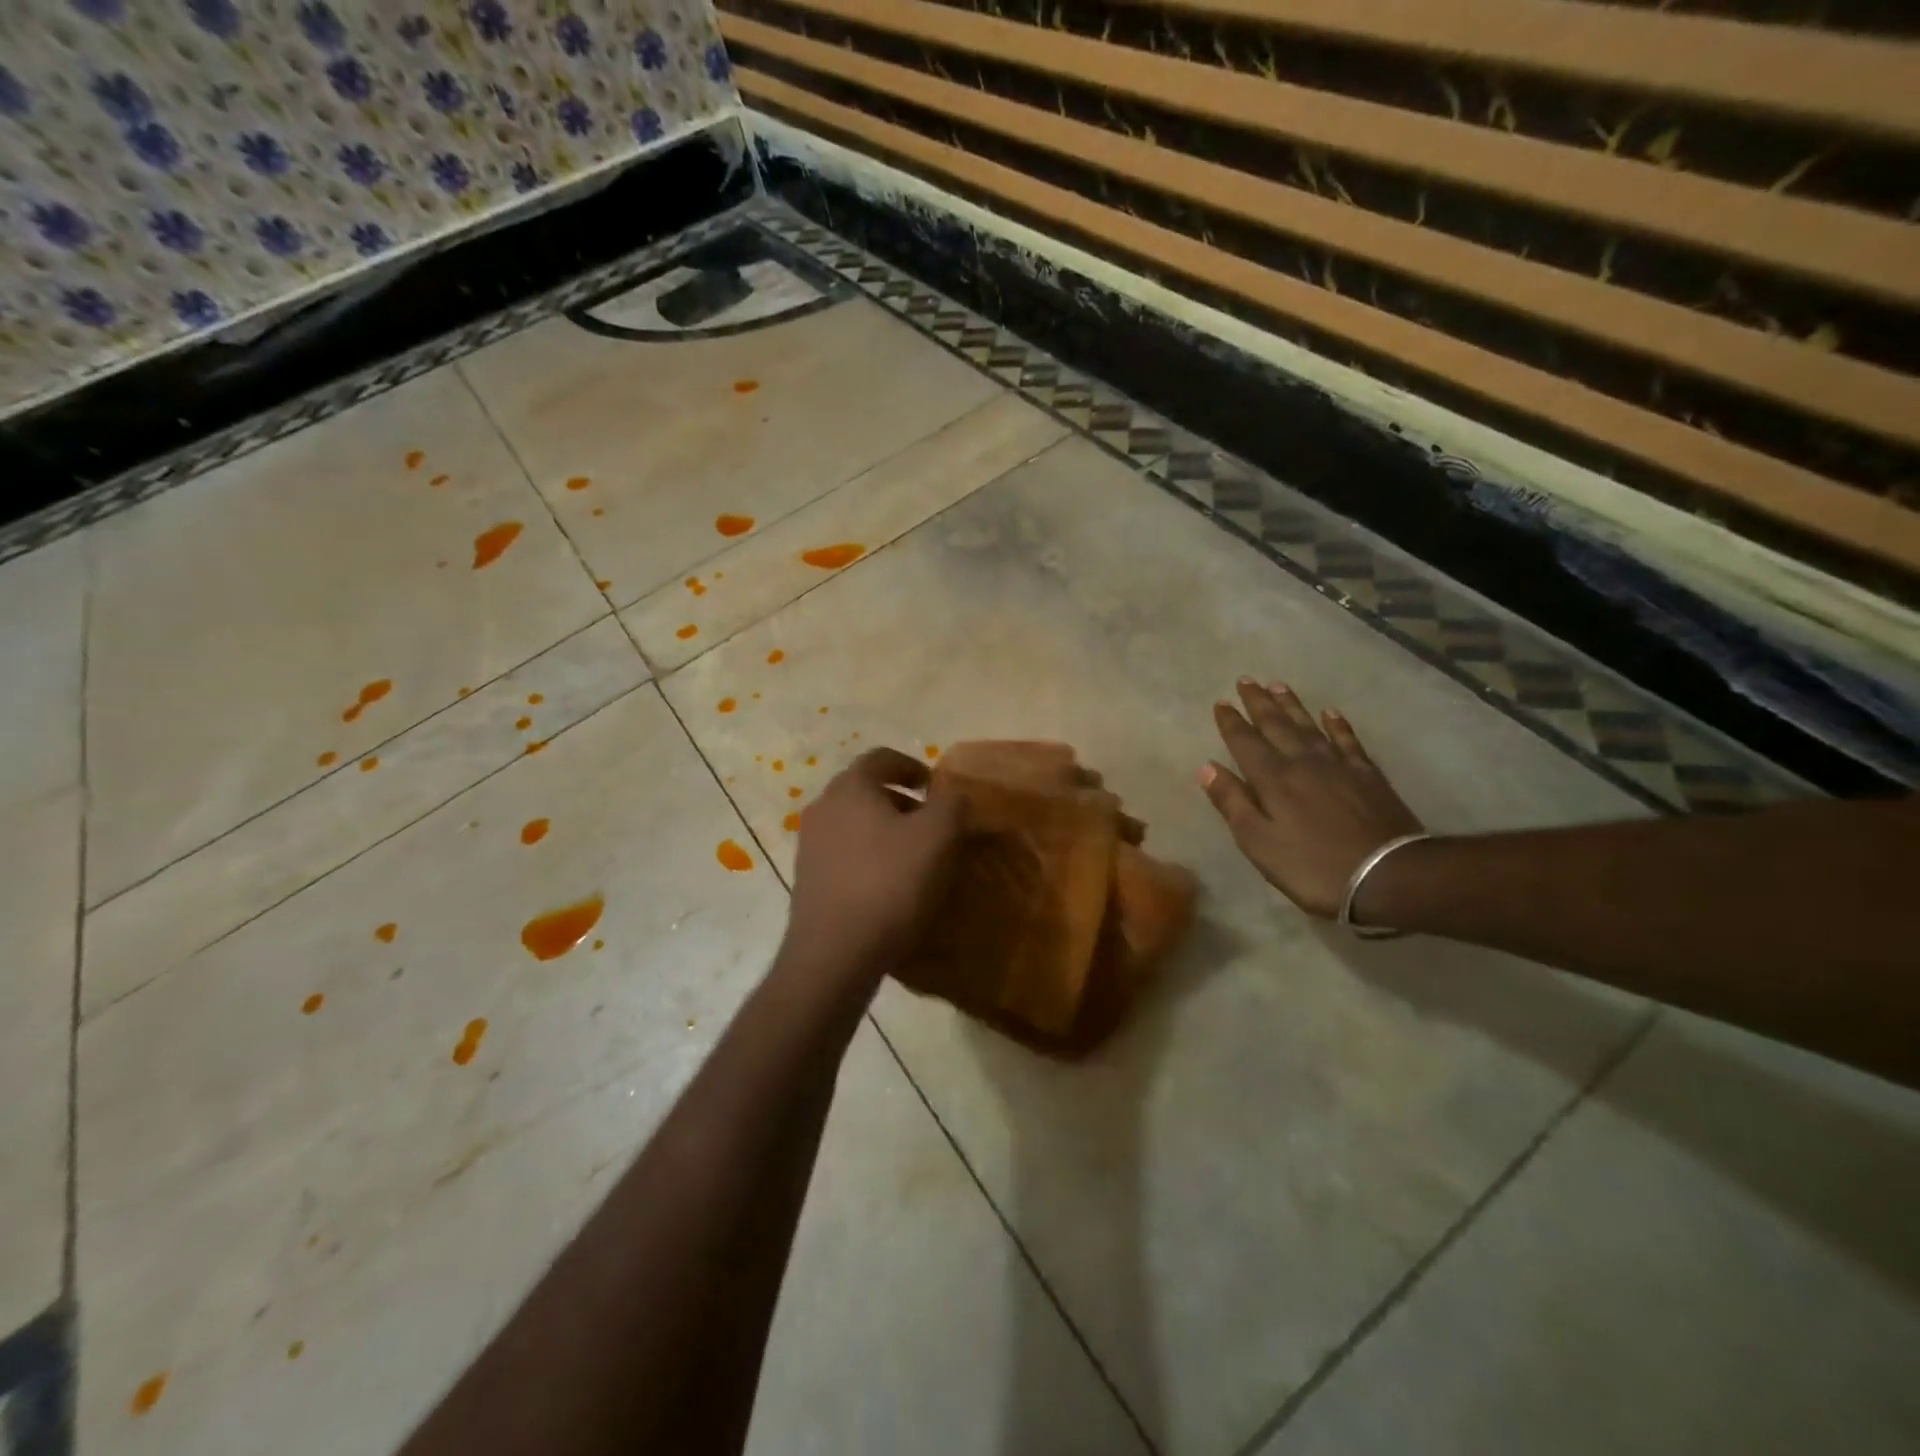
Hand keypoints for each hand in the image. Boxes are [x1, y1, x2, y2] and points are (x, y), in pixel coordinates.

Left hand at [783, 747, 965, 982]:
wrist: (834, 954)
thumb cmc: (889, 883)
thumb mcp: (938, 836)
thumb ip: (951, 803)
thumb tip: (952, 793)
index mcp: (850, 787)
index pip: (882, 758)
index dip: (913, 767)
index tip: (937, 788)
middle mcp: (823, 807)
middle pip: (866, 790)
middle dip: (902, 802)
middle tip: (933, 824)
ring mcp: (810, 845)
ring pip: (855, 823)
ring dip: (886, 831)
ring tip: (915, 857)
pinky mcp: (808, 879)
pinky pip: (845, 854)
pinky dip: (870, 857)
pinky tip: (890, 886)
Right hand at [1200, 680, 1422, 918]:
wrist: (1389, 876)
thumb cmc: (1313, 867)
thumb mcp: (1259, 843)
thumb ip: (1232, 803)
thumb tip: (1207, 767)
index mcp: (1273, 780)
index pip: (1245, 742)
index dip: (1231, 722)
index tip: (1220, 702)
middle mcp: (1303, 762)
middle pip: (1277, 725)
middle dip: (1259, 703)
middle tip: (1246, 680)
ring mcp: (1339, 766)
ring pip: (1309, 726)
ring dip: (1291, 705)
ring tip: (1278, 685)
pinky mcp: (1367, 775)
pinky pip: (1348, 740)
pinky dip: (1337, 725)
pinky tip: (1331, 713)